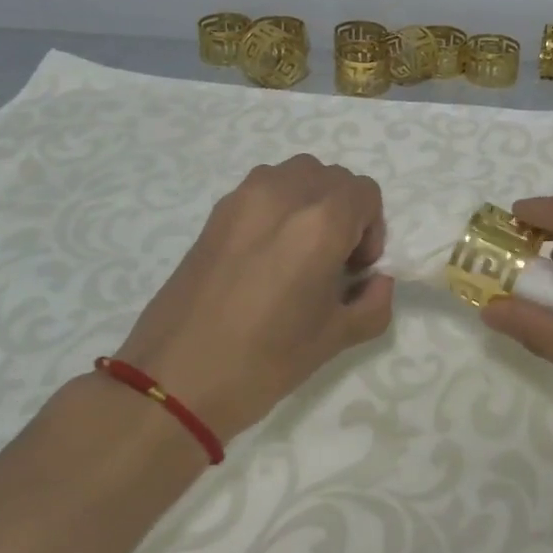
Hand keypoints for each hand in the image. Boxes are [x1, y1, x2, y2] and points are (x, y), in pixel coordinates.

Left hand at [111, 155, 393, 441]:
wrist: (175, 378)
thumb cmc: (264, 361)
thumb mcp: (335, 338)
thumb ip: (373, 303)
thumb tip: (377, 282)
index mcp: (320, 222)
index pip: (365, 193)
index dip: (372, 228)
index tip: (356, 269)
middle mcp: (284, 194)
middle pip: (332, 177)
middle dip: (344, 212)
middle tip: (332, 261)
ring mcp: (244, 197)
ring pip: (296, 174)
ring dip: (310, 201)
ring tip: (299, 250)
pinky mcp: (216, 211)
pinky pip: (262, 188)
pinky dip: (278, 206)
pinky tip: (265, 255)